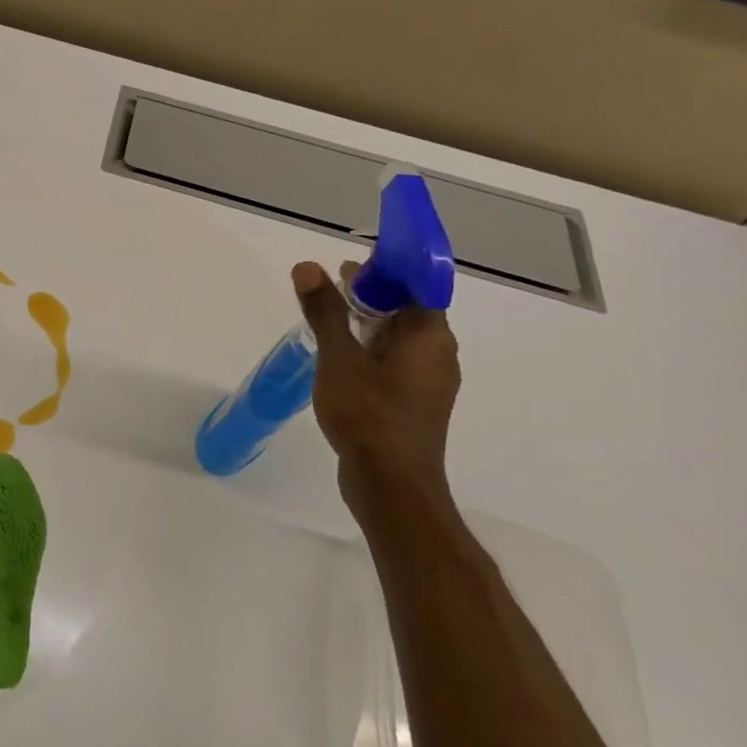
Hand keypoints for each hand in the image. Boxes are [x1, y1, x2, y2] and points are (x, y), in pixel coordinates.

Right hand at [293, 261, 460, 524]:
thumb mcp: (339, 358)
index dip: (388, 267)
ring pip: (401, 337)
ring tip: (331, 313)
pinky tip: (341, 355)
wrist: (390, 484)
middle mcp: (438, 355)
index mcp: (429, 337)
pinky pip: (395, 361)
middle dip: (374, 292)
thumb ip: (325, 312)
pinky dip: (371, 347)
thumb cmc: (369, 415)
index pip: (417, 285)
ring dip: (370, 320)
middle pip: (409, 309)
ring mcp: (428, 382)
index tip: (351, 262)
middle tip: (334, 281)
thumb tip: (309, 267)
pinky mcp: (413, 404)